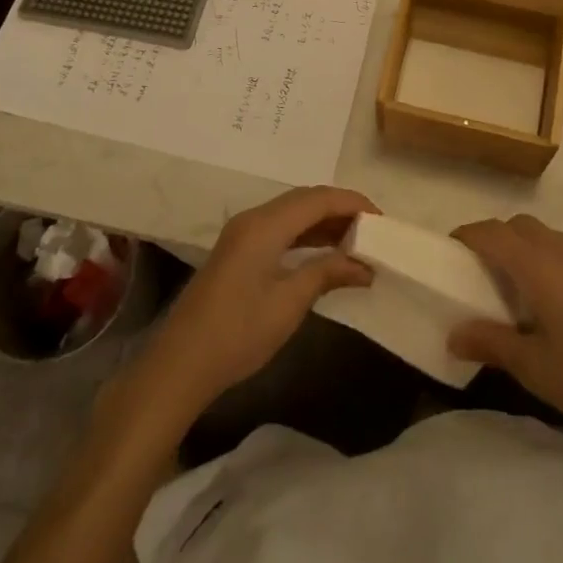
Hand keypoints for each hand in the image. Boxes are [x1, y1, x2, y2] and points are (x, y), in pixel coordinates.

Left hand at [137, 187, 377, 415]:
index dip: (352, 203)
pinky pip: (280, 228)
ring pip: (292, 213)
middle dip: (340, 210)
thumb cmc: (238, 332)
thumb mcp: (289, 303)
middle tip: (372, 230)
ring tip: (356, 241)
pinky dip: (306, 235)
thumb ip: (326, 273)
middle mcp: (254, 218)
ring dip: (323, 222)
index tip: (382, 219)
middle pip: (305, 200)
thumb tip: (363, 264)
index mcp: (265, 224)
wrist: (181, 364)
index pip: (317, 198)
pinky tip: (324, 254)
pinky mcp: (238, 250)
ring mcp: (243, 233)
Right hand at [449, 215, 562, 440]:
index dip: (467, 236)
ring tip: (519, 290)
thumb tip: (454, 335)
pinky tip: (562, 308)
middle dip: (497, 238)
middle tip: (482, 273)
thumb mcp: (533, 367)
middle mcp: (562, 252)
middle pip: (520, 226)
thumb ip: (491, 344)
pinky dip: (553, 265)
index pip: (492, 233)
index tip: (450, 251)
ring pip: (549, 238)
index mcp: (537, 265)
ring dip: (527, 250)